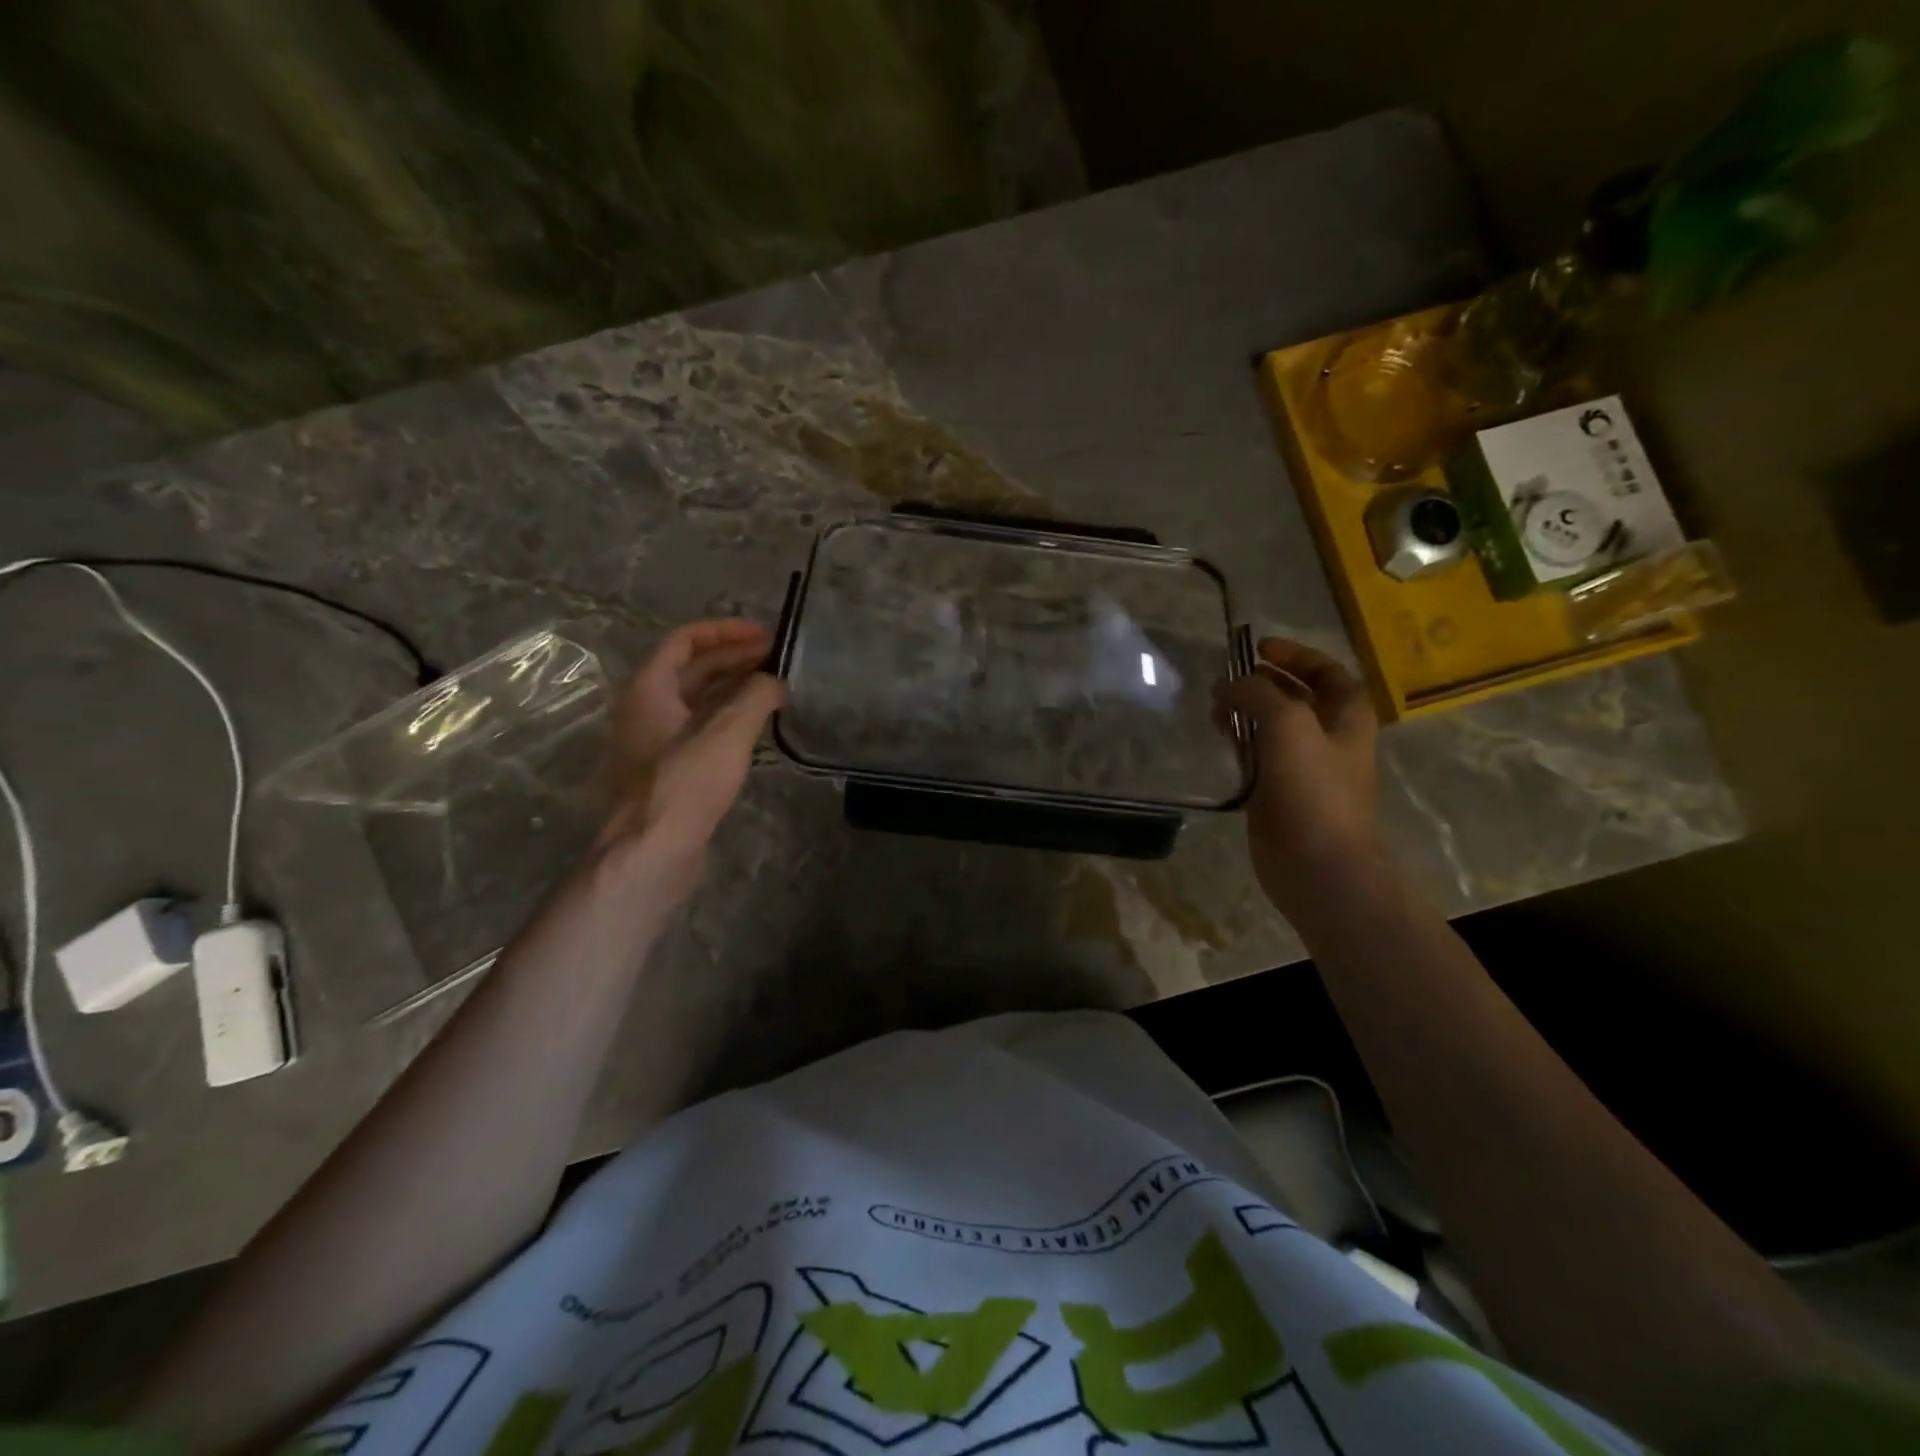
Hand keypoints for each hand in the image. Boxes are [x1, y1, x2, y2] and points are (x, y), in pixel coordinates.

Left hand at [597, 619, 786, 896]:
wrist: (653, 850)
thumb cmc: (685, 783)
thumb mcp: (727, 732)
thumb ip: (756, 696)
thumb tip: (776, 681)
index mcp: (650, 689)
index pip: (685, 641)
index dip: (725, 631)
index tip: (764, 634)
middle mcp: (647, 709)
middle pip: (692, 670)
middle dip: (735, 658)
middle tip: (777, 659)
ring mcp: (656, 741)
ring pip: (698, 701)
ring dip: (734, 688)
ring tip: (775, 687)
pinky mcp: (670, 769)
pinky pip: (701, 728)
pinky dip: (729, 717)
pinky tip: (759, 726)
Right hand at [1215, 638, 1382, 921]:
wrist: (1318, 865)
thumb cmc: (1313, 790)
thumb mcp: (1289, 724)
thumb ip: (1258, 694)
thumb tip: (1229, 686)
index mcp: (1347, 717)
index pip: (1327, 671)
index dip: (1296, 655)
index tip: (1258, 650)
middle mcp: (1328, 737)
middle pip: (1295, 697)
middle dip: (1262, 683)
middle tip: (1226, 682)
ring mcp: (1302, 767)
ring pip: (1271, 727)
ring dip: (1244, 713)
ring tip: (1215, 712)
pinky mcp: (1276, 792)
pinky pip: (1256, 757)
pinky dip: (1238, 744)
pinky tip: (1218, 743)